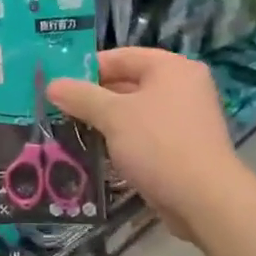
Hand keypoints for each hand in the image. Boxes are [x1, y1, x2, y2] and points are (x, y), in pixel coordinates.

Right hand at [47, 48, 245, 241]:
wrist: (203, 198)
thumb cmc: (158, 144)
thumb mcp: (113, 116)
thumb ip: (81, 97)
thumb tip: (52, 85)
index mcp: (171, 68)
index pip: (122, 56)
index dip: (88, 68)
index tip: (59, 84)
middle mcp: (182, 87)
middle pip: (128, 83)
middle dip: (93, 98)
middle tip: (58, 110)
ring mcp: (184, 119)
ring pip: (134, 112)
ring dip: (104, 121)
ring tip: (70, 131)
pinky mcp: (182, 147)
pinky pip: (144, 135)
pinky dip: (121, 140)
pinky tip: (96, 152)